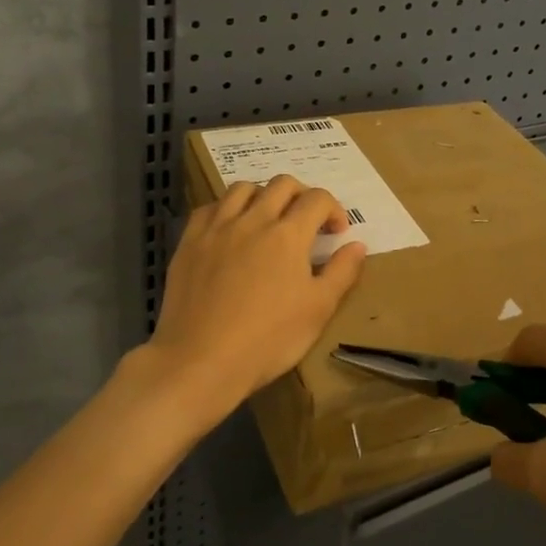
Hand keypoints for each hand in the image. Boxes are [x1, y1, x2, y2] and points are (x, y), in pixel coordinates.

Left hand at [146, 176, 366, 426]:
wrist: (201, 360)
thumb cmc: (268, 339)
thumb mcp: (318, 310)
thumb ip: (341, 272)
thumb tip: (357, 244)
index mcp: (288, 234)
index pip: (317, 199)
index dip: (333, 210)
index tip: (336, 233)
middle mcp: (253, 220)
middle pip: (281, 185)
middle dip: (301, 196)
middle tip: (306, 222)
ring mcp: (217, 228)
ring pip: (242, 188)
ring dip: (263, 196)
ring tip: (267, 220)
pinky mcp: (189, 242)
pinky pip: (209, 208)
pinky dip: (226, 209)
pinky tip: (230, 230)